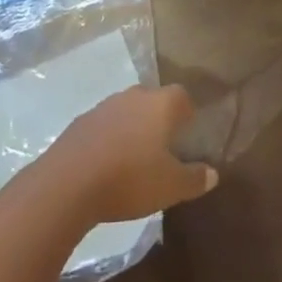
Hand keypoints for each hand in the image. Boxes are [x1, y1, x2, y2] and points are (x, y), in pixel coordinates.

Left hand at [43, 85, 218, 224]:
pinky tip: (107, 163)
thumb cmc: (130, 179)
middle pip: (153, 99)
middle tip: (164, 146)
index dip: (187, 113)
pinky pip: (104, 125)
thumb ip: (194, 178)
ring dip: (133, 127)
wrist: (69, 182)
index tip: (189, 132)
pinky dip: (110, 138)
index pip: (182, 96)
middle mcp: (134, 95)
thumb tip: (213, 173)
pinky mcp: (82, 121)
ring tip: (135, 156)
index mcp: (161, 104)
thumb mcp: (171, 186)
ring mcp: (105, 105)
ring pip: (127, 110)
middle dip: (159, 118)